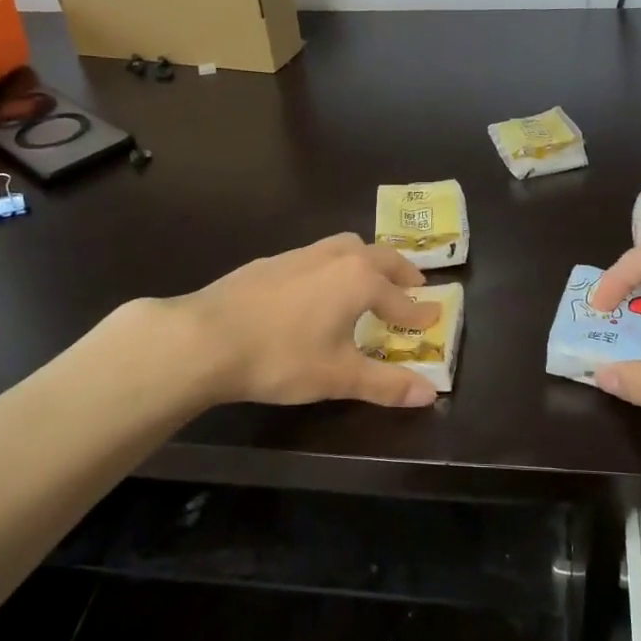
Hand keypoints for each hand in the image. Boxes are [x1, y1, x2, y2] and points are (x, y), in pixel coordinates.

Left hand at [172, 234, 442, 408]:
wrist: (206, 338)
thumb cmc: (282, 357)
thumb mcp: (338, 376)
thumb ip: (386, 384)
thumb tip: (430, 394)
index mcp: (359, 280)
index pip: (400, 298)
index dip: (419, 312)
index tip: (434, 317)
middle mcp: (335, 257)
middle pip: (380, 257)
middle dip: (401, 271)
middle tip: (414, 284)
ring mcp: (301, 255)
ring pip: (346, 246)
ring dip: (366, 260)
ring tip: (369, 278)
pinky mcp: (271, 261)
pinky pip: (316, 254)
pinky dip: (333, 265)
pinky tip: (317, 288)